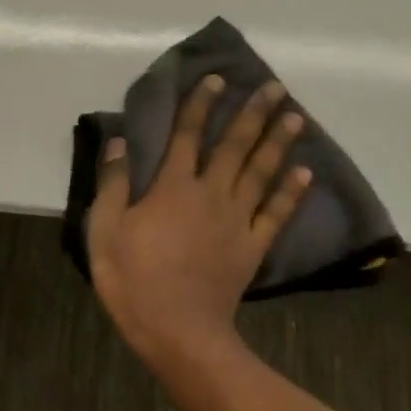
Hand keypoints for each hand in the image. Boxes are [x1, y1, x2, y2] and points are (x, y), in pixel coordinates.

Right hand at [87, 75, 312, 364]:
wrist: (178, 331)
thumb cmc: (134, 279)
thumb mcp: (105, 229)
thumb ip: (113, 182)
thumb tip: (119, 140)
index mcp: (173, 186)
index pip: (188, 134)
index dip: (201, 104)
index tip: (216, 78)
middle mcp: (210, 192)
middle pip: (235, 145)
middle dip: (254, 112)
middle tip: (274, 85)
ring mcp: (237, 219)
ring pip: (261, 171)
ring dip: (278, 140)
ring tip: (295, 114)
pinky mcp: (253, 245)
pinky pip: (276, 212)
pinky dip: (291, 190)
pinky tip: (305, 170)